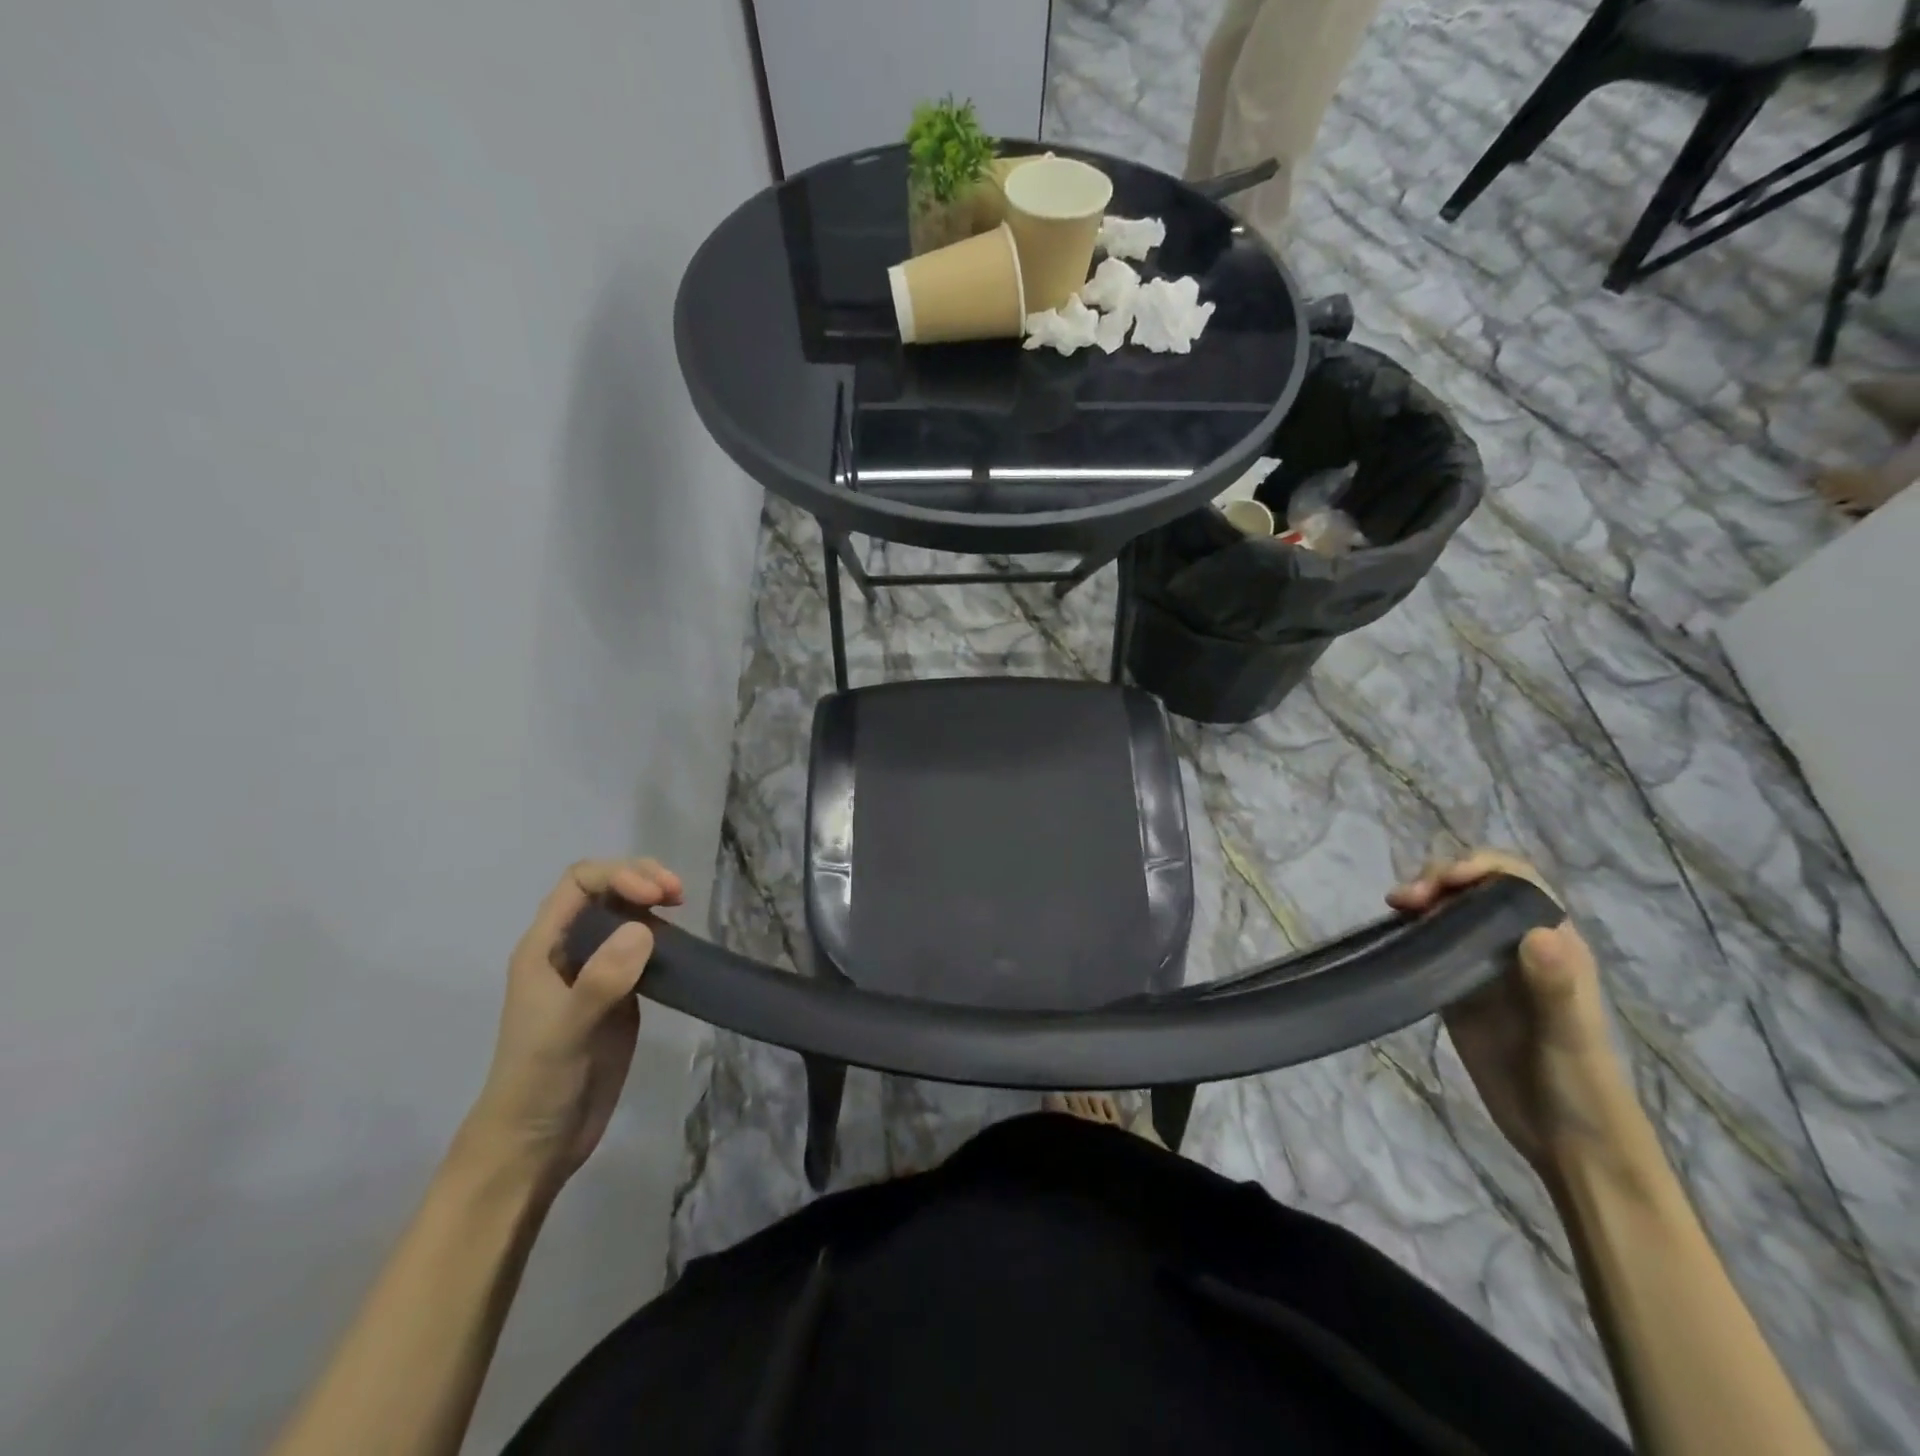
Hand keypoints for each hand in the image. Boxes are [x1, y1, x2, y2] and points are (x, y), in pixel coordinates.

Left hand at [458, 858, 683, 1191]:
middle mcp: (569, 951)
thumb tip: (643, 928)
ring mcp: (594, 973)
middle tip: (677, 895)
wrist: (535, 1146)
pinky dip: (662, 934)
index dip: (619, 876)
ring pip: (624, 914)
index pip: (579, 883)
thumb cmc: (538, 1084)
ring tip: (682, 907)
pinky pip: (640, 948)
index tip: (656, 897)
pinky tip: (680, 944)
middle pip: (603, 889)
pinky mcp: (619, 995)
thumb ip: (600, 980)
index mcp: (544, 948)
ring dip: (652, 901)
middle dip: (640, 879)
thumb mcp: (566, 1032)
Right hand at [1388, 851, 1635, 1174]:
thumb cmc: (1581, 1086)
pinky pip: (1432, 945)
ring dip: (1422, 900)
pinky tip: (1392, 935)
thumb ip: (1555, 986)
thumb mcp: (1569, 1036)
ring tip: (1394, 909)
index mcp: (1553, 944)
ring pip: (1450, 912)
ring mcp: (1485, 968)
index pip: (1516, 881)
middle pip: (1476, 890)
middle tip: (1406, 900)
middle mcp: (1518, 946)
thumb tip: (1539, 932)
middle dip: (1440, 880)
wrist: (1566, 1142)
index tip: (1444, 881)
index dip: (1480, 868)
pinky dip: (1410, 931)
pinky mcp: (1458, 990)